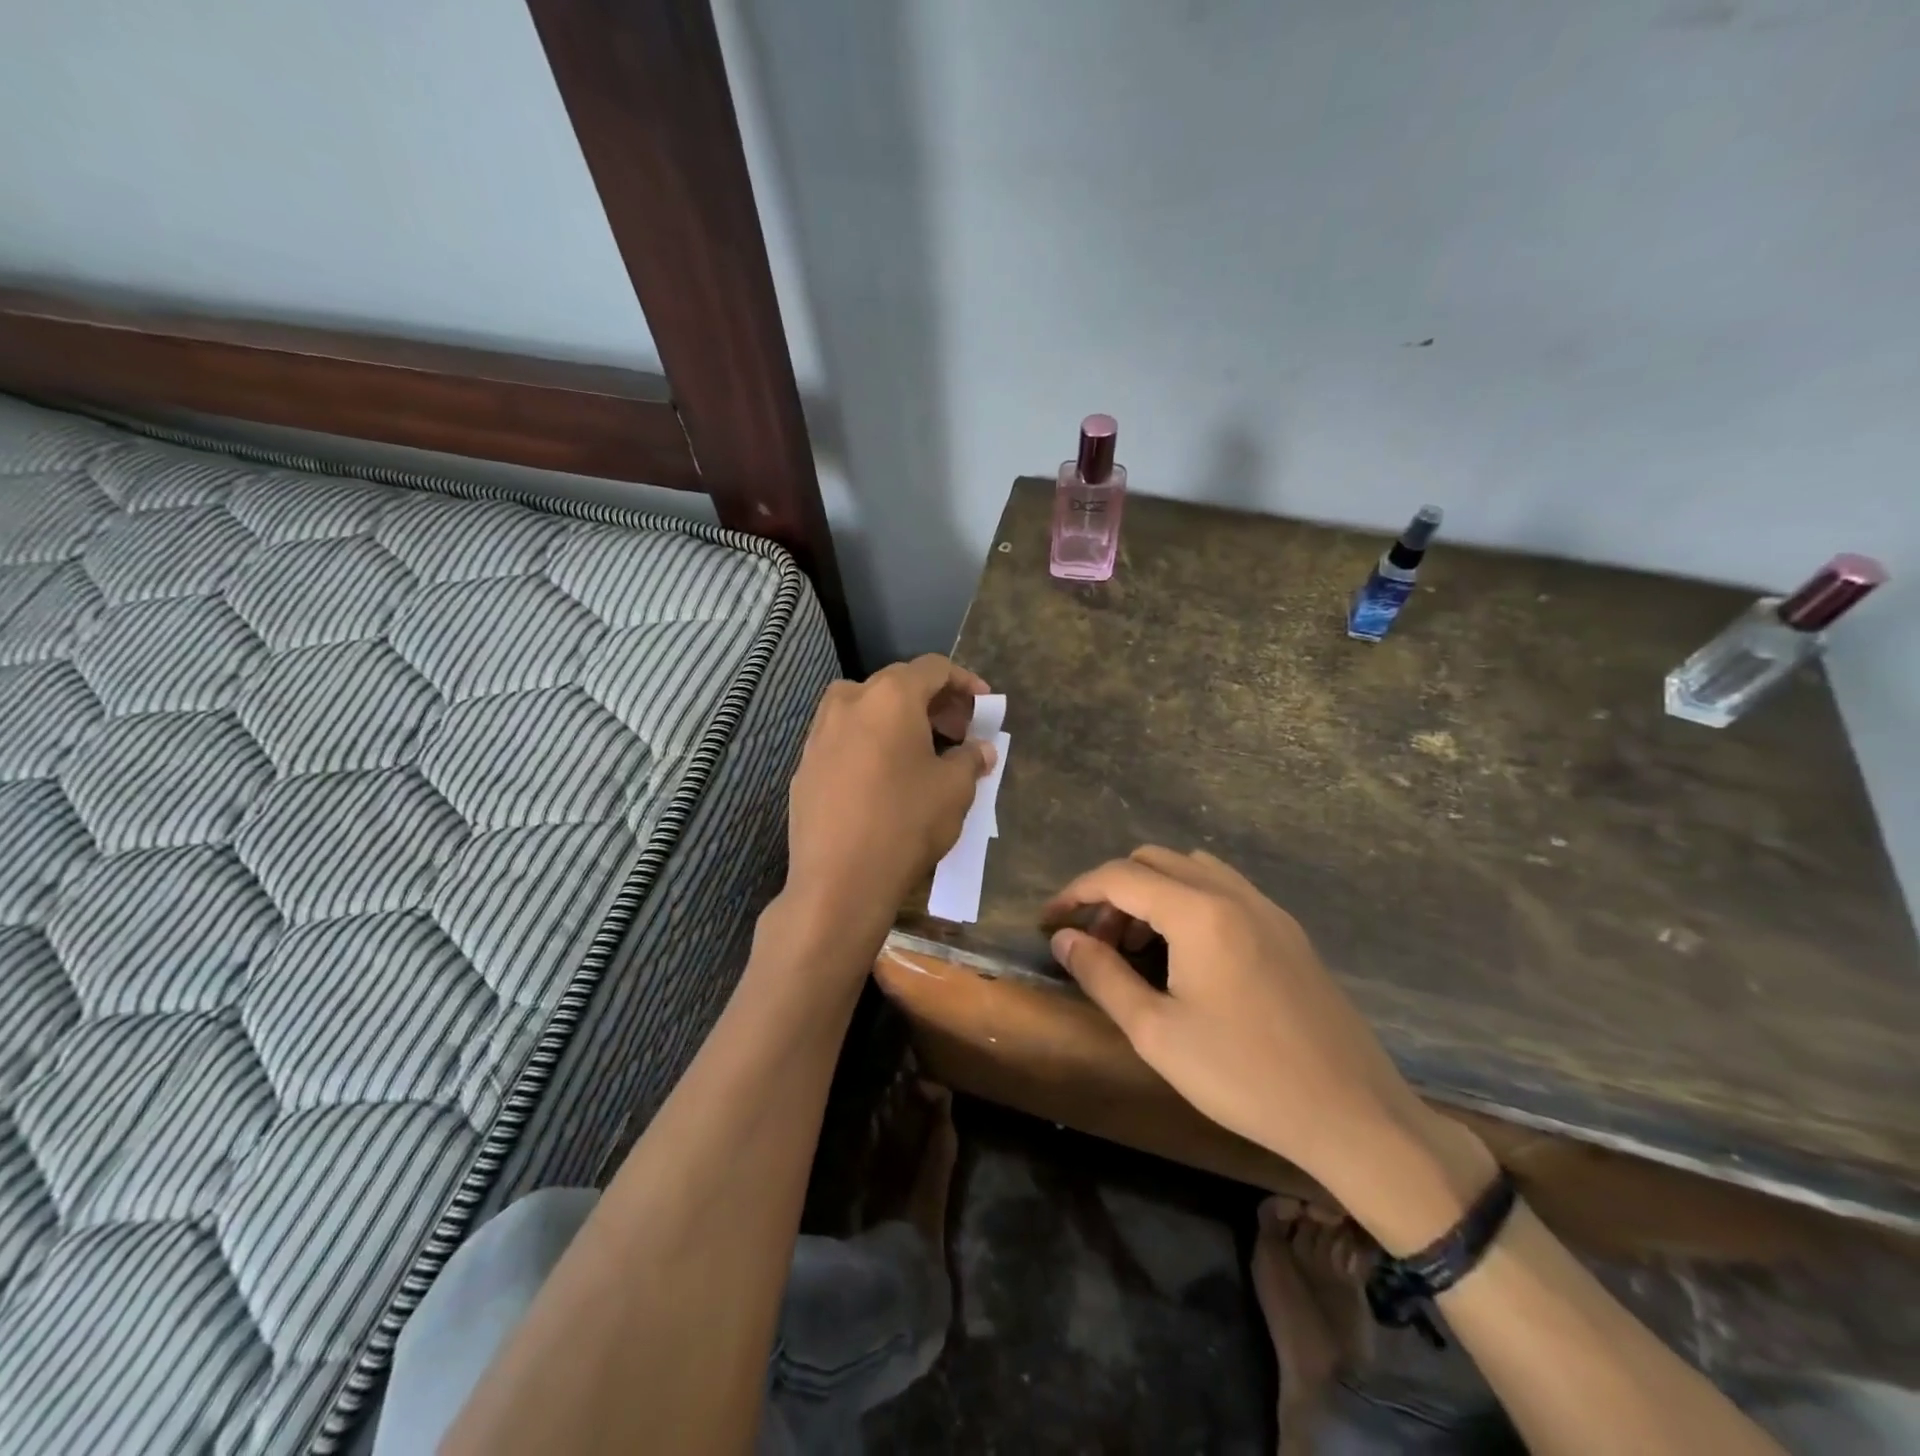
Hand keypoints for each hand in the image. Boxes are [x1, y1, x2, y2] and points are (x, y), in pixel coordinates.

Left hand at [782, 655, 994, 949]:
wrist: (838, 881)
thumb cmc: (906, 823)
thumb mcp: (954, 790)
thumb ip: (971, 759)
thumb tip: (981, 749)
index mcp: (890, 696)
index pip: (933, 668)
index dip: (965, 682)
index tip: (984, 706)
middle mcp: (849, 702)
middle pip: (897, 685)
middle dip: (933, 703)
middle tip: (959, 732)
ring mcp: (819, 733)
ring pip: (865, 709)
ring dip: (898, 720)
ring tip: (922, 752)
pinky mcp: (805, 766)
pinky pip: (845, 739)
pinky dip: (870, 743)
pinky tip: (884, 778)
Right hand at [1045, 847, 1494, 1245]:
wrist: (1354, 1116)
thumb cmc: (1244, 1076)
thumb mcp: (1156, 1032)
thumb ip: (1103, 975)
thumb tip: (1064, 938)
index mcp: (1199, 912)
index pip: (1120, 876)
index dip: (1076, 892)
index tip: (1049, 921)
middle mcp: (1234, 894)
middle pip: (1155, 861)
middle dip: (1113, 890)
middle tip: (1096, 939)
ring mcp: (1268, 909)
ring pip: (1192, 869)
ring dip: (1152, 891)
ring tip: (1137, 945)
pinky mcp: (1289, 931)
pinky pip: (1224, 889)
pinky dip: (1189, 900)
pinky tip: (1187, 952)